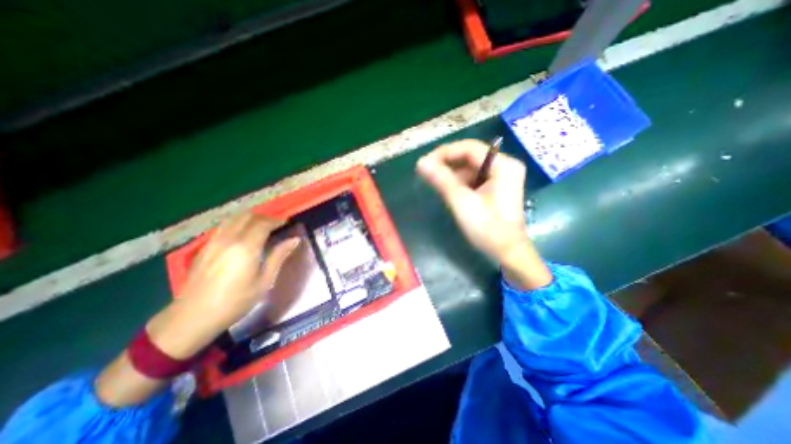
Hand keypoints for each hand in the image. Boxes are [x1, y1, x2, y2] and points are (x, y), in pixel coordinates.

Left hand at [145, 212, 297, 360]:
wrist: (192, 318)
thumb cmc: (235, 302)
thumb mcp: (264, 281)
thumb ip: (278, 256)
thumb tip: (294, 239)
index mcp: (246, 247)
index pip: (264, 223)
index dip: (277, 221)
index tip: (288, 224)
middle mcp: (229, 238)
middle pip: (248, 216)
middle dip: (265, 218)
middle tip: (276, 227)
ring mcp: (213, 241)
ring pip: (234, 218)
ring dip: (250, 219)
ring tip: (261, 229)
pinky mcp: (204, 247)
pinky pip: (224, 226)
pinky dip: (237, 224)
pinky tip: (242, 236)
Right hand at [417, 139, 551, 288]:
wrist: (508, 252)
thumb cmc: (487, 229)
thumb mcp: (462, 202)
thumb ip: (442, 180)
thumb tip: (421, 163)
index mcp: (503, 165)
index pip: (469, 148)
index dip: (444, 152)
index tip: (425, 162)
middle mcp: (505, 165)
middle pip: (470, 156)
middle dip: (447, 163)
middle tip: (427, 171)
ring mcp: (502, 176)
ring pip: (471, 166)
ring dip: (452, 172)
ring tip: (434, 180)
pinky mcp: (497, 186)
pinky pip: (474, 177)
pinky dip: (459, 181)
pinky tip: (447, 188)